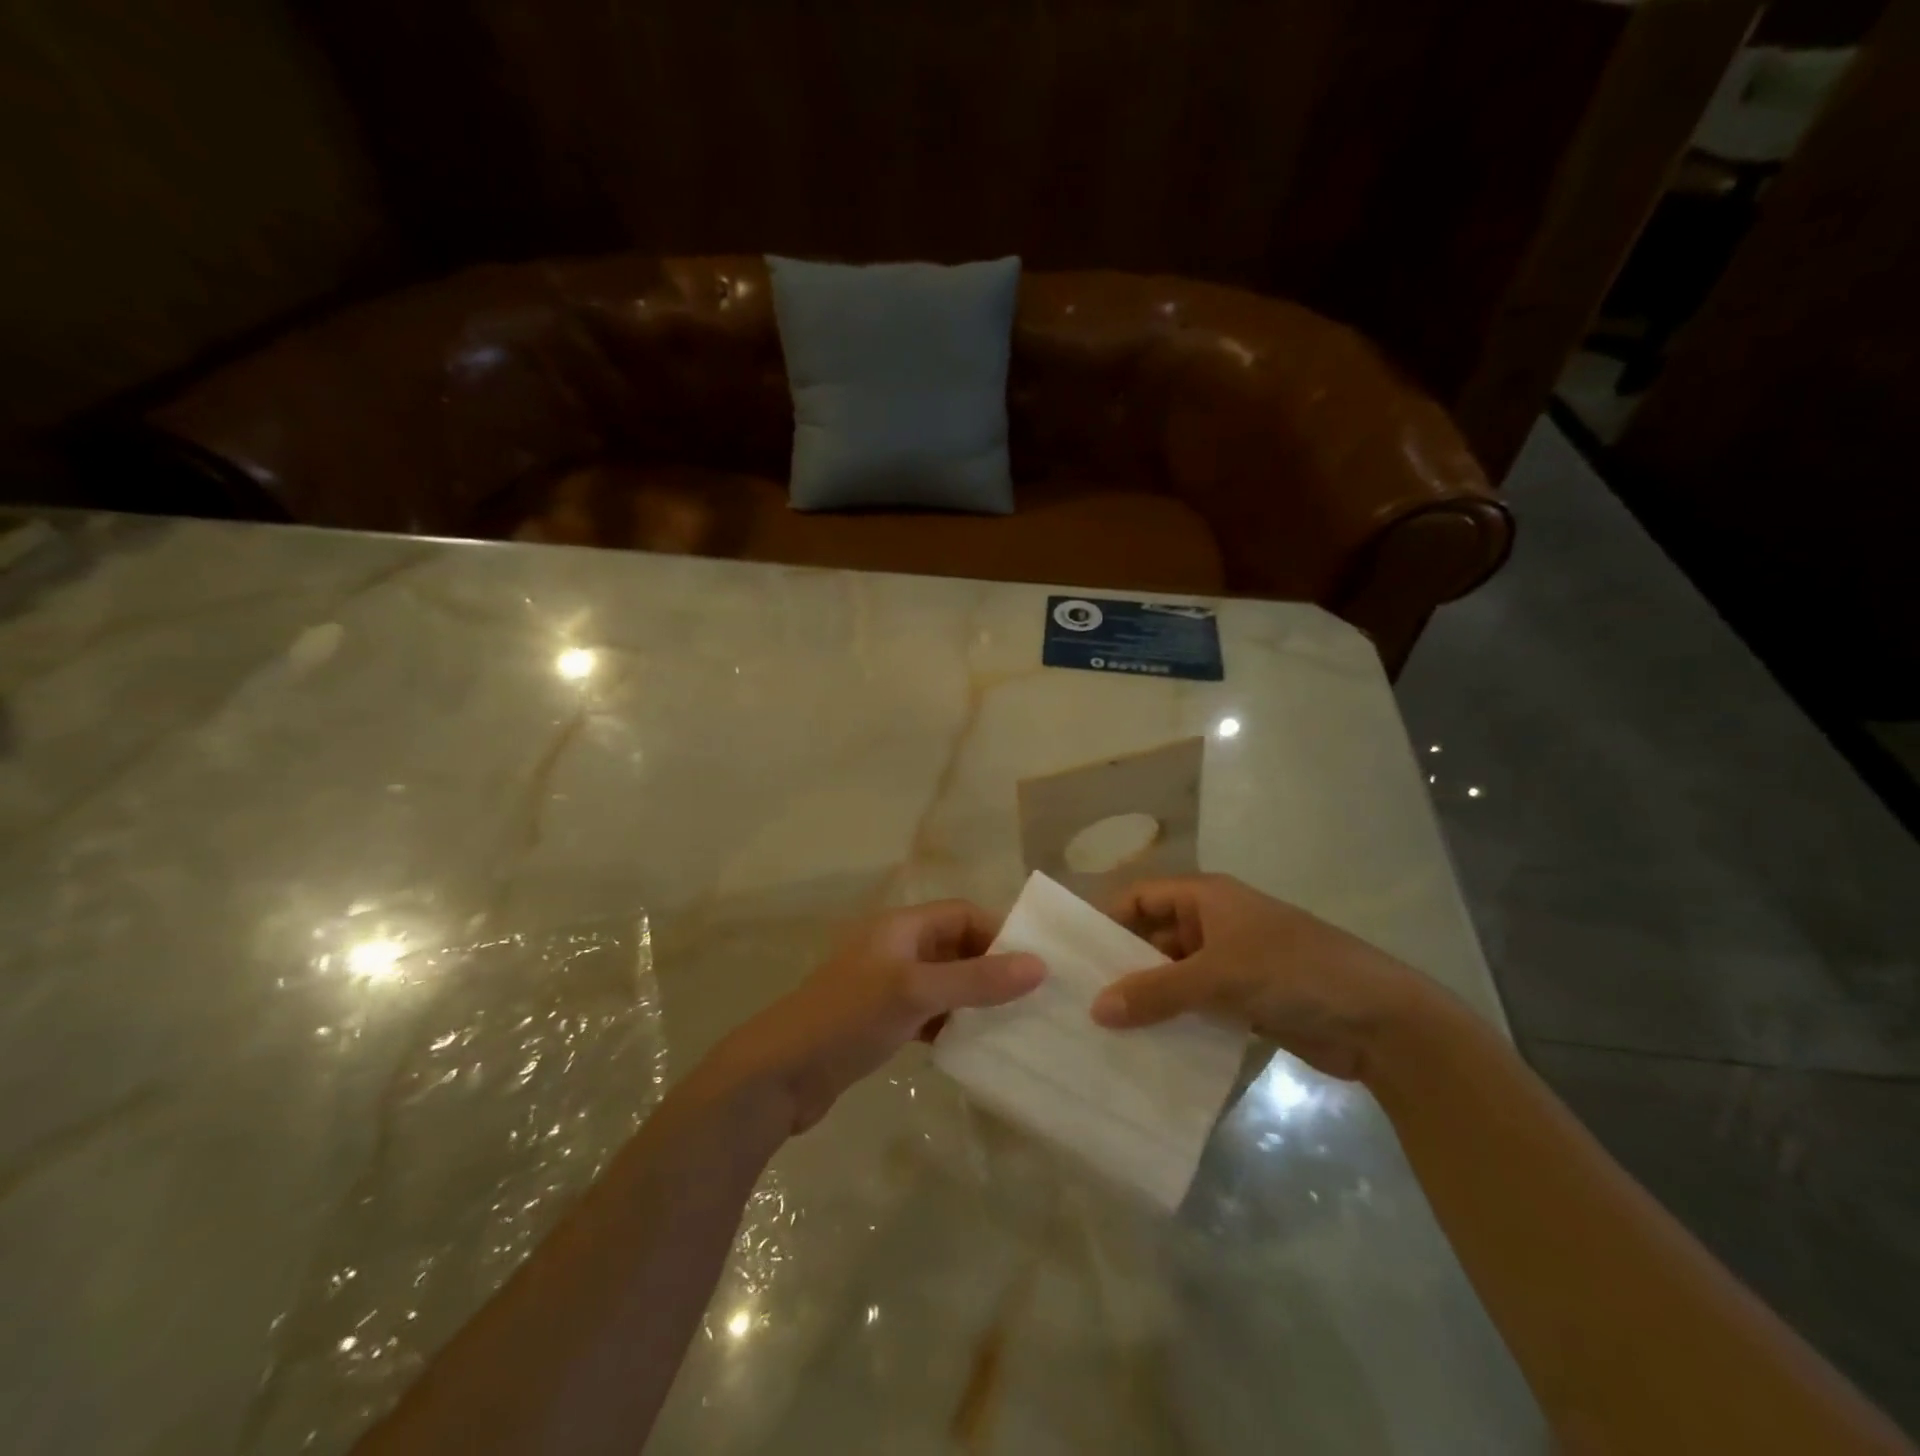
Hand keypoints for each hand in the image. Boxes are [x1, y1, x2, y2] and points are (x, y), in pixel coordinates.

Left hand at [713, 901, 1045, 1133]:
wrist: (780, 1076)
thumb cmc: (848, 1018)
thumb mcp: (916, 992)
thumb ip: (977, 979)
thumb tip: (1039, 965)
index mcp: (901, 927)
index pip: (962, 914)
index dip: (999, 933)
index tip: (1034, 965)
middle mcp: (896, 949)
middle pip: (956, 947)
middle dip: (992, 968)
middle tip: (1032, 999)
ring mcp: (887, 987)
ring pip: (945, 983)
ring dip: (974, 999)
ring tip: (1013, 1024)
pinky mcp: (881, 1022)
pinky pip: (929, 1013)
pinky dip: (952, 1024)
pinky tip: (972, 1046)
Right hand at [1091, 874, 1438, 1080]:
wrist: (1379, 1020)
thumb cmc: (1295, 972)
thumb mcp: (1220, 975)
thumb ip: (1157, 991)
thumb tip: (1096, 1008)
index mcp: (1206, 897)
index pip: (1140, 898)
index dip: (1106, 920)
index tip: (1072, 955)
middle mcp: (1212, 924)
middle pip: (1152, 938)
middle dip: (1121, 965)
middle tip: (1078, 999)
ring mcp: (1229, 963)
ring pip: (1172, 976)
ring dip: (1146, 998)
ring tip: (1102, 1030)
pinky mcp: (1243, 1000)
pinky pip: (1194, 1006)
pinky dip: (1173, 1021)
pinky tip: (1145, 1048)